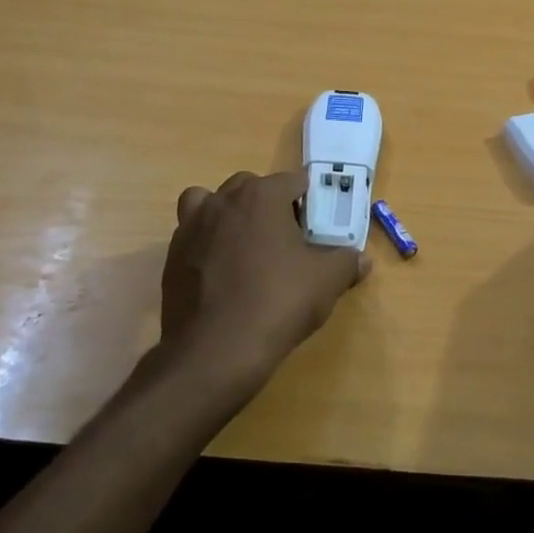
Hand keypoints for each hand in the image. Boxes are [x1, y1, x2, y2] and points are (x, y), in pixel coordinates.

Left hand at [155, 170, 369, 395]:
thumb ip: (347, 262)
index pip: (293, 181)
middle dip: (269, 205)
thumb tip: (362, 259)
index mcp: (261, 195)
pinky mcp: (172, 256)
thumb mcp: (326, 282)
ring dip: (229, 215)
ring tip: (245, 248)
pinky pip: (192, 236)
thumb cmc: (277, 303)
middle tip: (286, 239)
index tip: (318, 227)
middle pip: (250, 187)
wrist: (215, 351)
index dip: (310, 202)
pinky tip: (222, 274)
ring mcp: (191, 226)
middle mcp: (222, 200)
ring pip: (211, 204)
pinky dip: (206, 244)